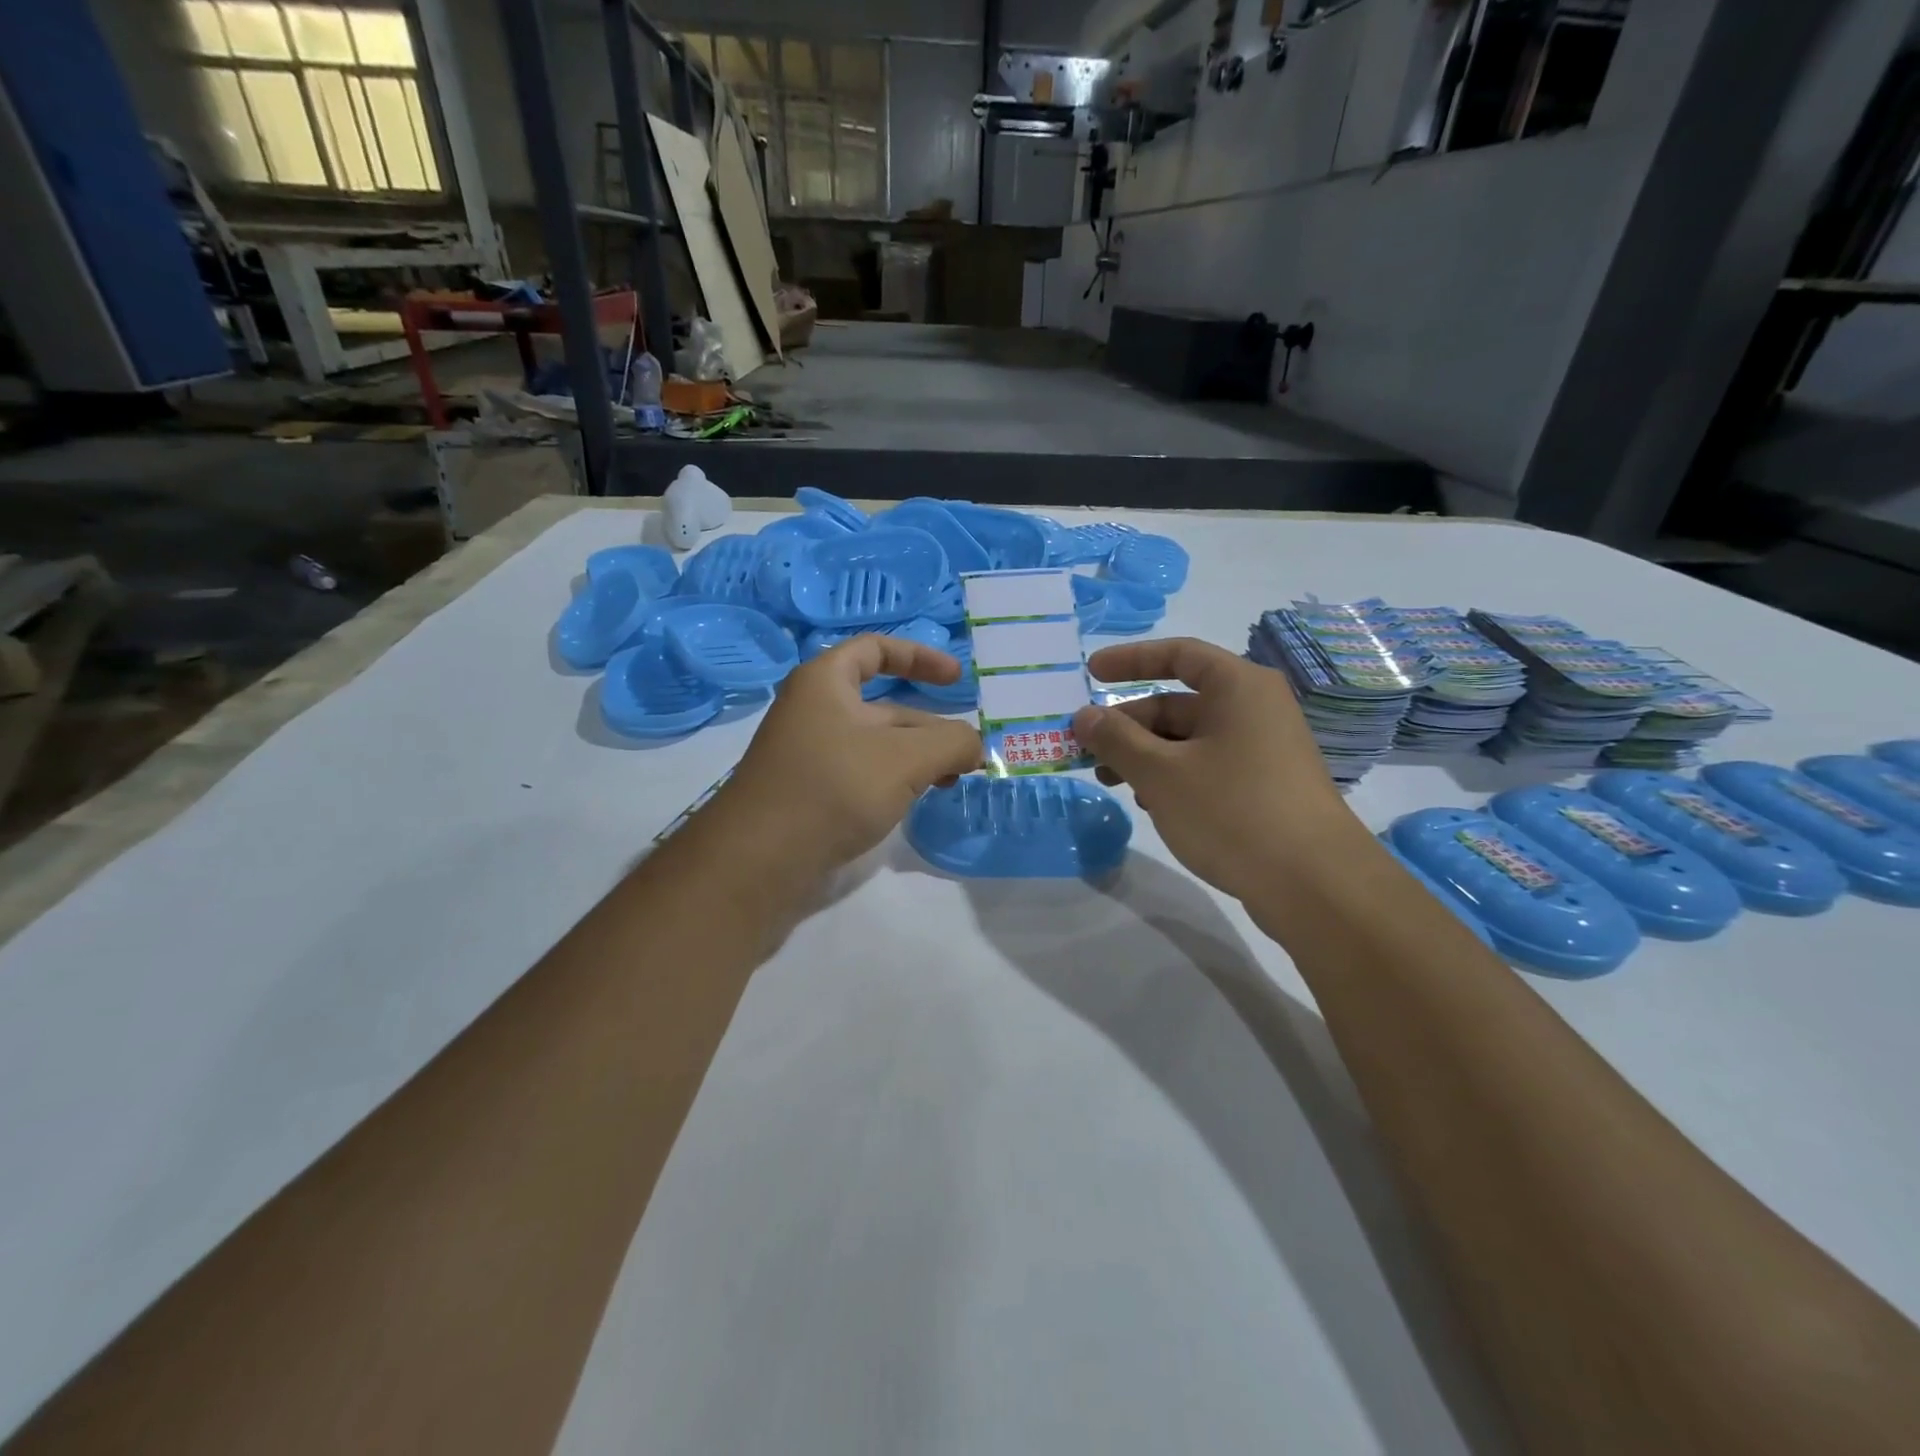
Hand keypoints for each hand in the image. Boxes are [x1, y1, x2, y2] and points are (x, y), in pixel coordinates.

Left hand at [718, 635, 983, 876]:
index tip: (958, 678)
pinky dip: (895, 779)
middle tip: (968, 753)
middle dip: (930, 724)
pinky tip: (917, 800)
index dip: (920, 657)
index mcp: (825, 682)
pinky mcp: (810, 792)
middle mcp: (814, 711)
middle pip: (884, 705)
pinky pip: (862, 773)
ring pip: (876, 744)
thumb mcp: (907, 758)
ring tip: (952, 780)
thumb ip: (952, 742)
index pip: (876, 650)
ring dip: (917, 756)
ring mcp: (810, 754)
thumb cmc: (834, 788)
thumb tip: (975, 746)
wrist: (760, 860)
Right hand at [1071, 638, 1359, 901]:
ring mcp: (1263, 750)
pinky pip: (1208, 766)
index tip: (1091, 673)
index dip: (1130, 659)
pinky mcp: (1265, 787)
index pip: (1178, 655)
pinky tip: (1152, 804)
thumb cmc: (1232, 811)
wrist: (1314, 884)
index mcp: (1238, 687)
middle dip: (1129, 725)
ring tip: (1112, 782)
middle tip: (1088, 750)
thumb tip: (1084, 716)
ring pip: (1189, 740)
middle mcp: (1255, 709)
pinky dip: (1173, 776)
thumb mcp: (1161, 773)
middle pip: (1178, 703)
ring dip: (1145, 755)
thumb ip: (1116, 740)